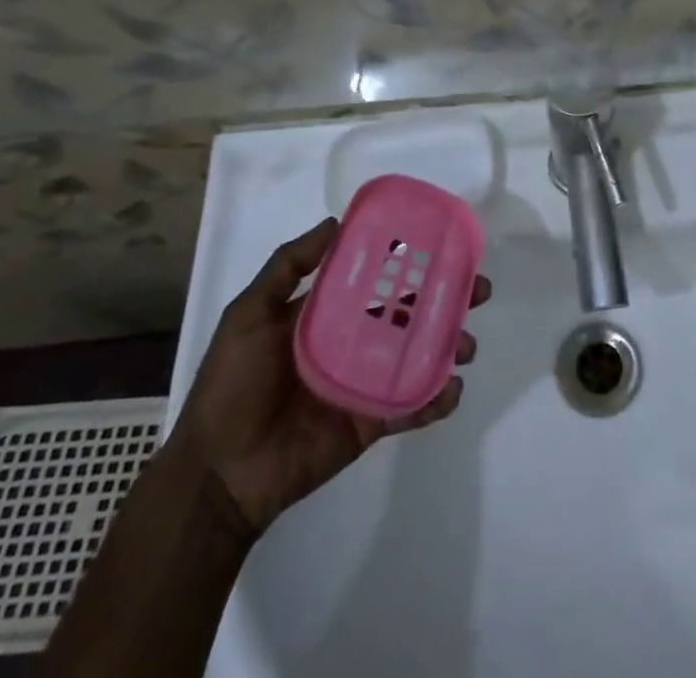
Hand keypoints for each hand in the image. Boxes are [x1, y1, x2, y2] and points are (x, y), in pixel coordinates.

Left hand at [170, 218, 491, 537]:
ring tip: (465, 345)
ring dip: (450, 346)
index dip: (412, 261)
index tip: (445, 246)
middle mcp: (355, 340)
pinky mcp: (372, 420)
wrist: (217, 474)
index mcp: (329, 313)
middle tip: (478, 291)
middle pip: (411, 312)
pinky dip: (437, 399)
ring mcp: (367, 381)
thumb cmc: (231, 386)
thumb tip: (336, 221)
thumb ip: (287, 266)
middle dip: (448, 300)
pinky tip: (451, 390)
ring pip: (420, 355)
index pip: (379, 277)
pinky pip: (413, 406)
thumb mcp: (248, 314)